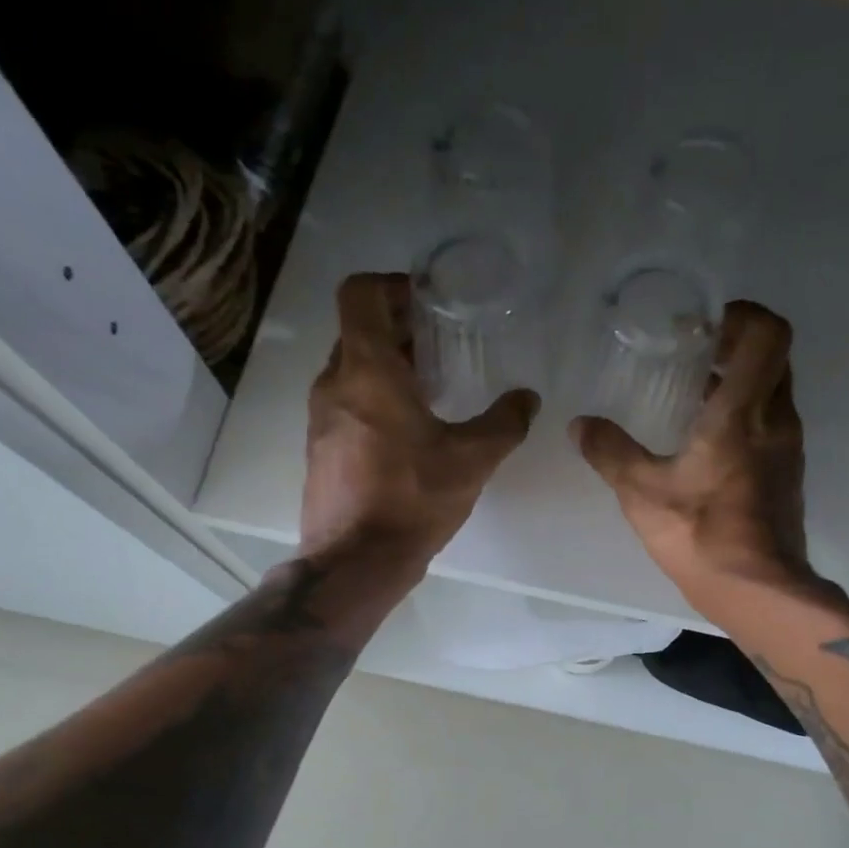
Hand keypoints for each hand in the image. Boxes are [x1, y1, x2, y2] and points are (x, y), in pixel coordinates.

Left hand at [301, 273, 537, 576]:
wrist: (355, 561)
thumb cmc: (412, 499)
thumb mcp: (472, 459)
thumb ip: (505, 422)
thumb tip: (528, 399)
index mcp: (367, 370)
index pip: (360, 294)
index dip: (393, 286)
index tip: (428, 303)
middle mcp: (335, 383)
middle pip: (359, 330)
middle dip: (400, 328)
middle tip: (443, 345)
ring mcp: (320, 417)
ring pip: (352, 368)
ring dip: (388, 366)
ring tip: (432, 388)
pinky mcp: (320, 447)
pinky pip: (346, 402)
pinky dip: (374, 398)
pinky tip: (410, 430)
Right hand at [572, 300, 810, 610]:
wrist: (757, 590)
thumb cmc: (701, 534)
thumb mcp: (641, 492)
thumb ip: (609, 452)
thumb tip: (579, 424)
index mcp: (743, 412)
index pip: (768, 334)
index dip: (742, 315)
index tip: (703, 325)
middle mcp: (776, 420)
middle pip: (774, 356)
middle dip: (737, 343)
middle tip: (693, 351)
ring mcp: (788, 448)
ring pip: (774, 391)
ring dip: (741, 380)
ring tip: (693, 391)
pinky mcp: (787, 474)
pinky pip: (771, 423)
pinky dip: (745, 414)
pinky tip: (705, 439)